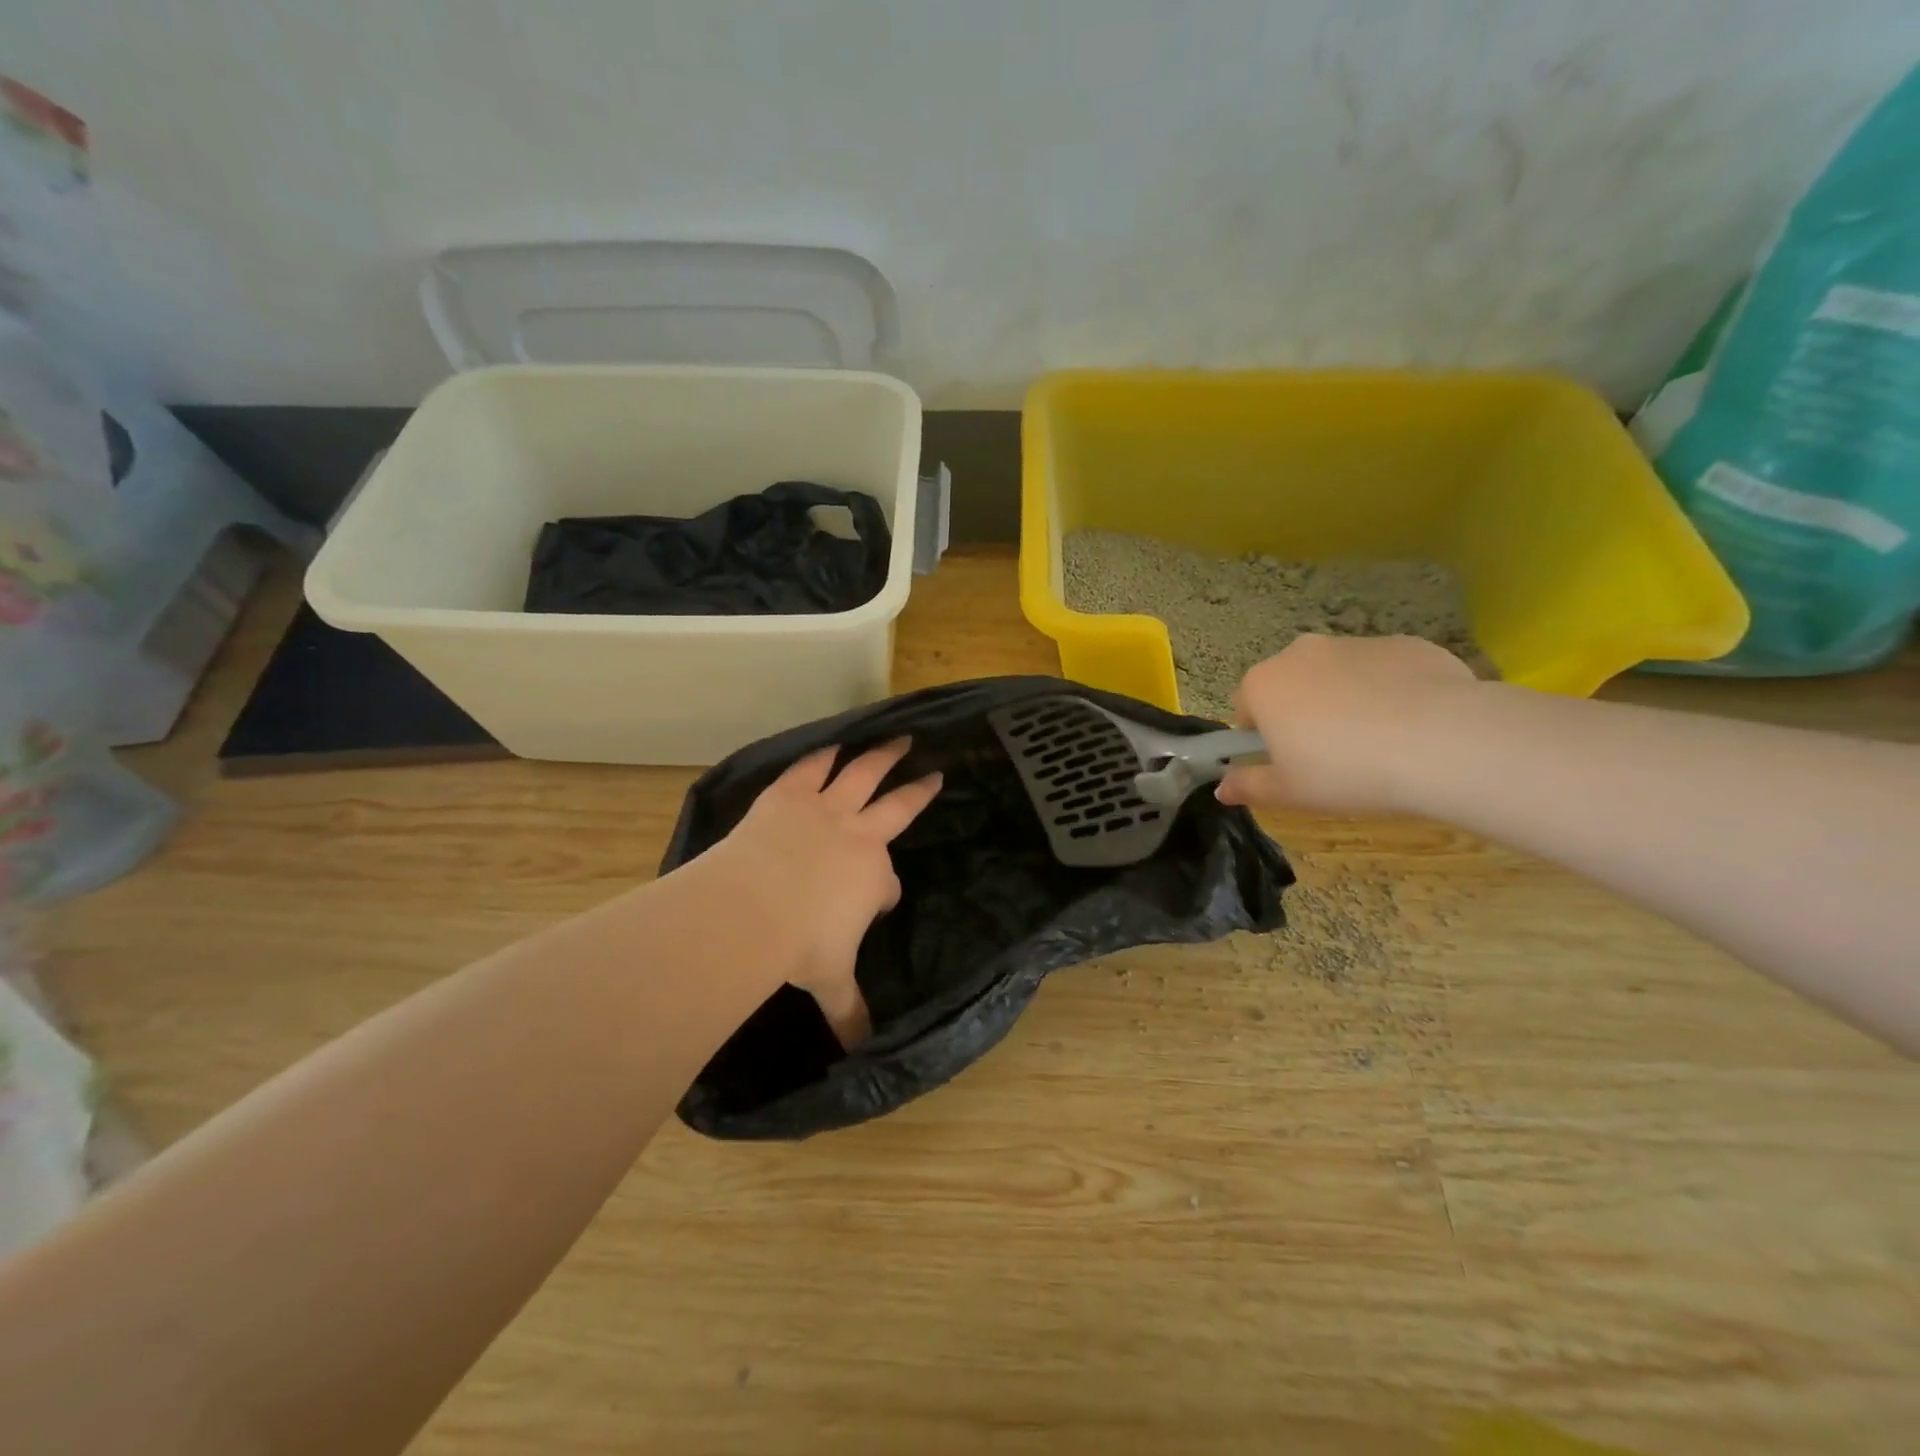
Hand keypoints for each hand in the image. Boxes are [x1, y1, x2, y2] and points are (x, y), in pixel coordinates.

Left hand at [714, 739, 941, 1046]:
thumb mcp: (831, 981)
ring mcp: (825, 809)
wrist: (752, 907)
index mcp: (872, 876)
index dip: (883, 893)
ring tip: (898, 739)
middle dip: (917, 790)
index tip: (875, 903)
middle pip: (897, 805)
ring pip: (863, 774)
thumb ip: (850, 1011)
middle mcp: (858, 834)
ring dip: (882, 756)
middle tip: (933, 774)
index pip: (886, 883)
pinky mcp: (790, 794)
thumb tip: (864, 1054)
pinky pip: (812, 768)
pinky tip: (832, 746)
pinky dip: (823, 756)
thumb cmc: (799, 946)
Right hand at [1215, 634, 1478, 814]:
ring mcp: (1355, 643)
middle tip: (1329, 755)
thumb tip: (1222, 789)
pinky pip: (1384, 670)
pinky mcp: (1404, 643)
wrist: (1442, 742)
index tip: (1286, 761)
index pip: (1244, 706)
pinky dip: (1390, 691)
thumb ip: (1249, 787)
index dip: (1260, 736)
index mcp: (1264, 684)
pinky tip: (1412, 726)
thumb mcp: (1289, 792)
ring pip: (1337, 675)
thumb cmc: (1345, 771)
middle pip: (1290, 684)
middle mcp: (1301, 653)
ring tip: (1377, 743)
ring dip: (1345, 700)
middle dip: (1301, 712)